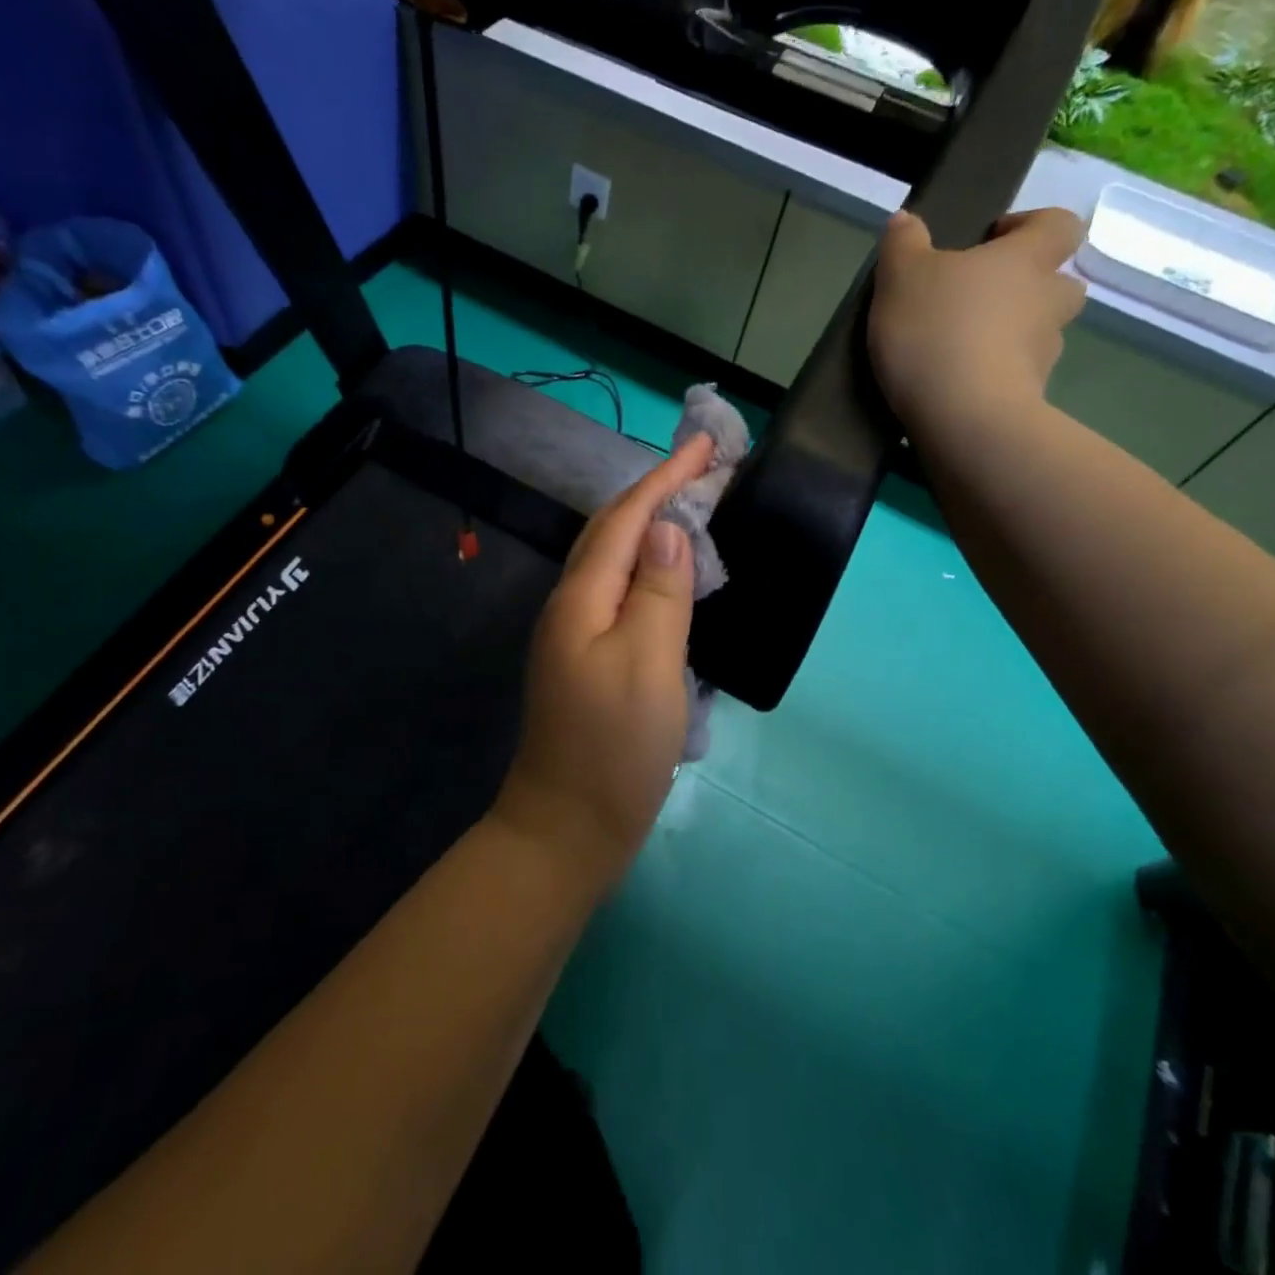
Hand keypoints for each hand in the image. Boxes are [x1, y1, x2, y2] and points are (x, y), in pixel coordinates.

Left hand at [492, 433, 714, 890]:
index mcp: (581, 598)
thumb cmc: (614, 750)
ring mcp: (575, 634)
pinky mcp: (588, 660)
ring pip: (614, 559)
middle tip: (706, 468)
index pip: (627, 518)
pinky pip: (619, 592)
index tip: (707, 444)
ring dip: (652, 525)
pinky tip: (671, 573)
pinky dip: (648, 567)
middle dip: (657, 491)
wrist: (566, 830)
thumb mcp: (647, 664)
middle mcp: (571, 606)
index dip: (666, 477)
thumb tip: (667, 528)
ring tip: (694, 505)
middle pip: (612, 530)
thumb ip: (657, 591)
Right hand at [868, 208, 1086, 432]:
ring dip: (1014, 335)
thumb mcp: (900, 278)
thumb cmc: (934, 330)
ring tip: (965, 349)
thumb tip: (906, 219)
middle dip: (1030, 287)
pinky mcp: (1030, 397)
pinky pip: (1019, 376)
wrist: (962, 416)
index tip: (992, 240)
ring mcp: (1044, 353)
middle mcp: (1047, 301)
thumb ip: (903, 244)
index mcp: (1025, 260)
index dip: (1031, 225)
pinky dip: (998, 376)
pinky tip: (959, 386)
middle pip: (1060, 283)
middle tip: (983, 300)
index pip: (1058, 225)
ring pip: (1041, 333)